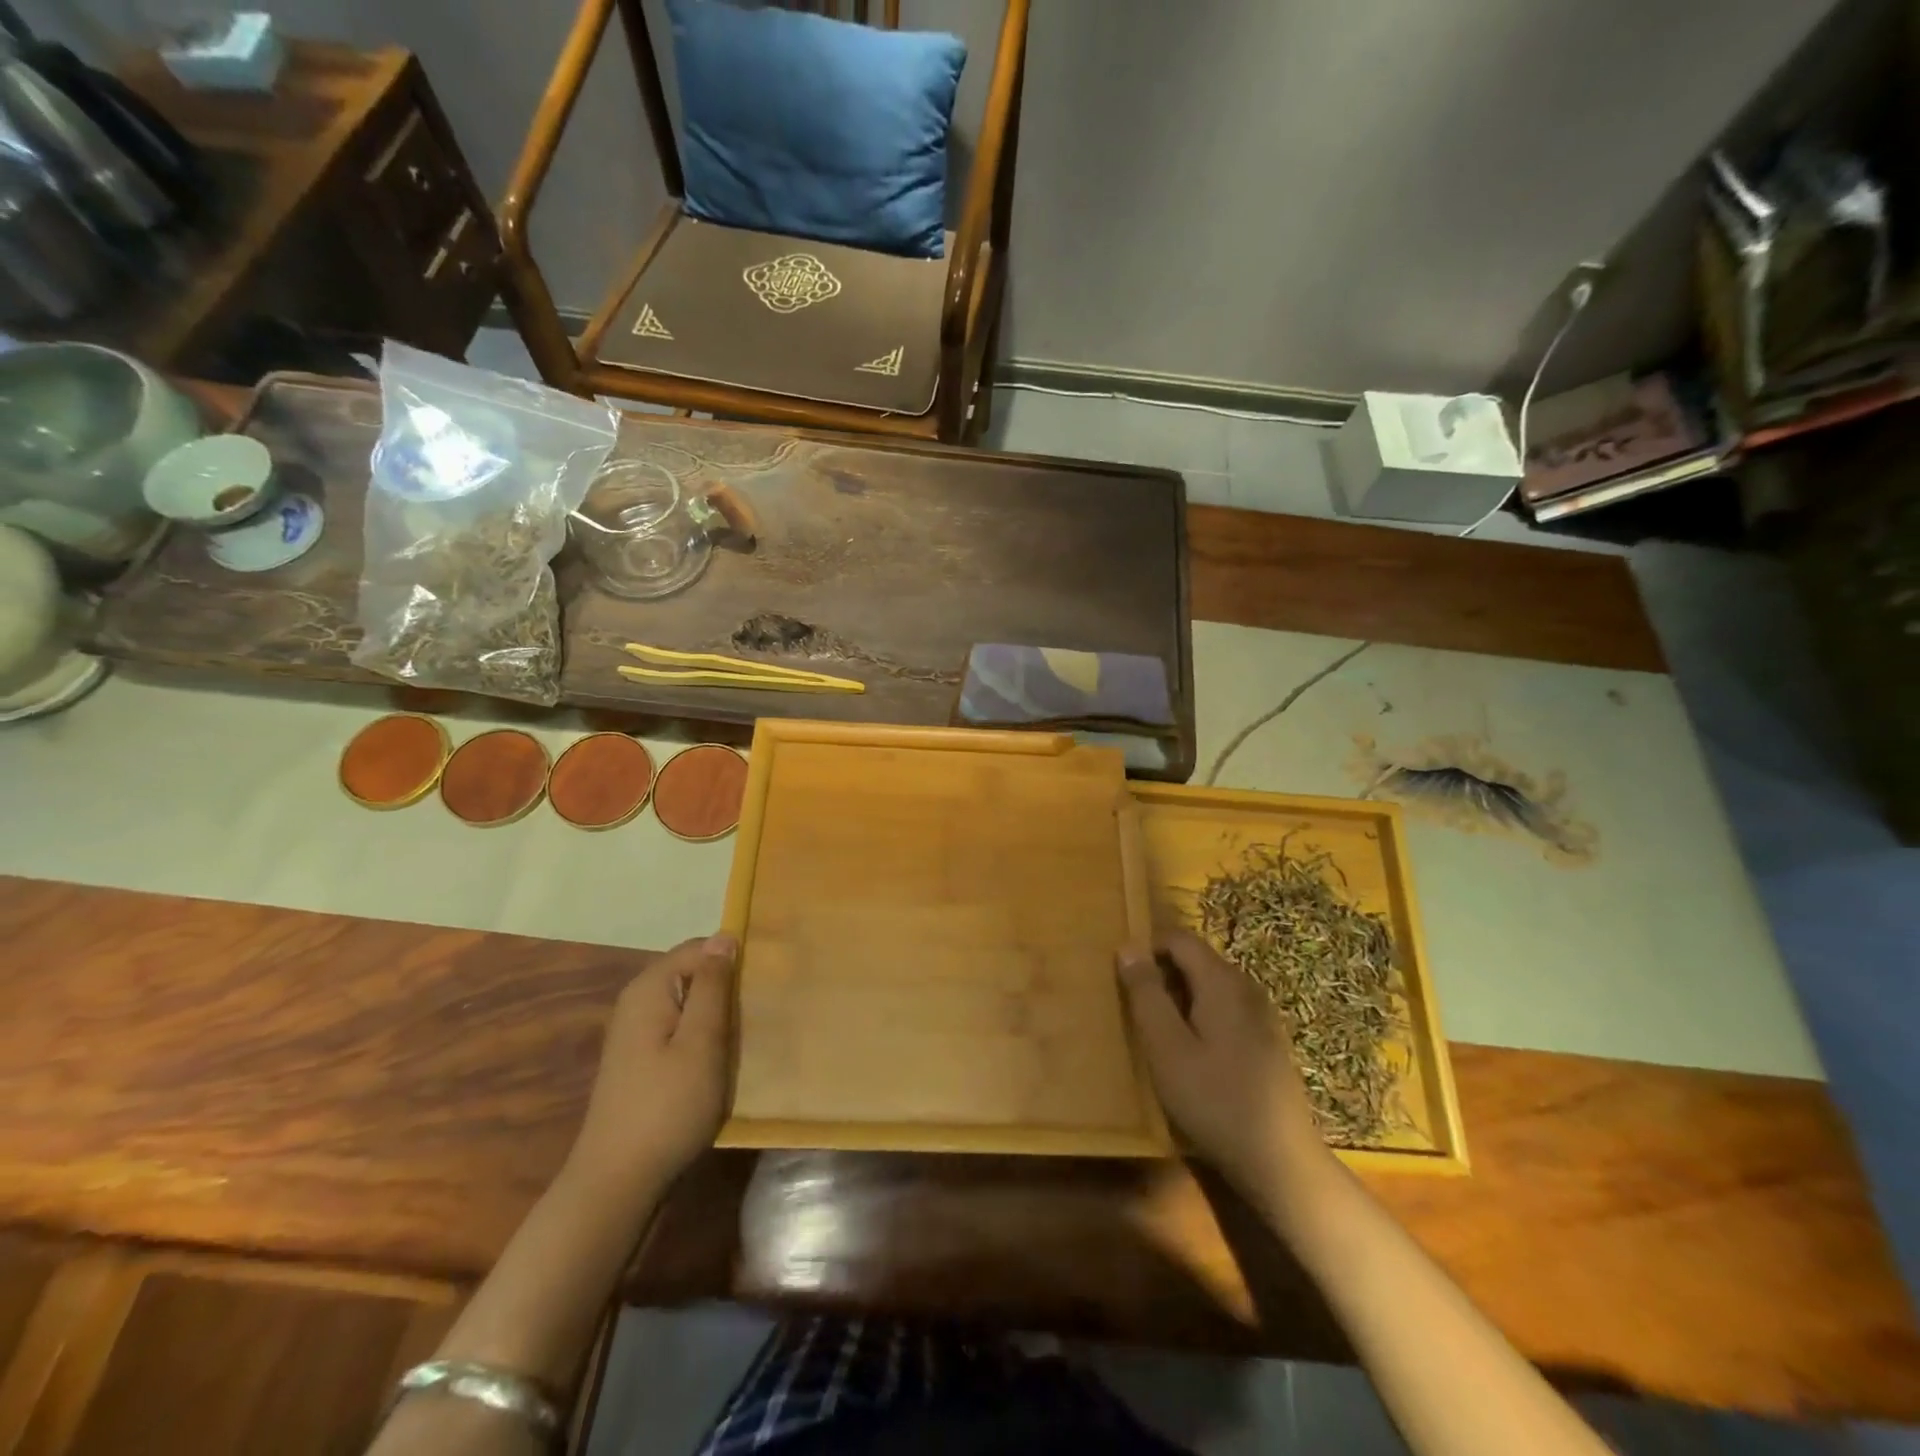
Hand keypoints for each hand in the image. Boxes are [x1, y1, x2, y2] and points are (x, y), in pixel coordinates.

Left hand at [565, 934, 736, 1204]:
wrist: (618, 1182)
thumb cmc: (668, 1106)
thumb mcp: (701, 1041)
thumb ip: (712, 985)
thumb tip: (723, 936)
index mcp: (649, 988)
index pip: (700, 948)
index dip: (733, 958)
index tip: (764, 982)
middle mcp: (637, 1002)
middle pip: (692, 974)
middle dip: (727, 987)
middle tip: (761, 1011)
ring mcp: (636, 1033)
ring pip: (688, 1003)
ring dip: (718, 1015)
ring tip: (748, 1035)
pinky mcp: (640, 1061)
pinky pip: (680, 1029)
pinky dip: (703, 1037)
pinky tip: (721, 1060)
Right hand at [1118, 929, 1331, 1205]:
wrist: (1280, 1161)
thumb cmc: (1214, 1100)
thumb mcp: (1166, 1047)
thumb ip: (1146, 993)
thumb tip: (1128, 947)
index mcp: (1221, 981)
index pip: (1178, 938)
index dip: (1146, 947)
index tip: (1122, 976)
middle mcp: (1246, 986)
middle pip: (1195, 959)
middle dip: (1161, 973)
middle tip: (1134, 1008)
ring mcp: (1261, 1013)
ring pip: (1209, 985)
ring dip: (1179, 996)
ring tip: (1156, 1031)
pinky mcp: (1266, 1040)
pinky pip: (1224, 1008)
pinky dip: (1200, 1015)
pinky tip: (1190, 1053)